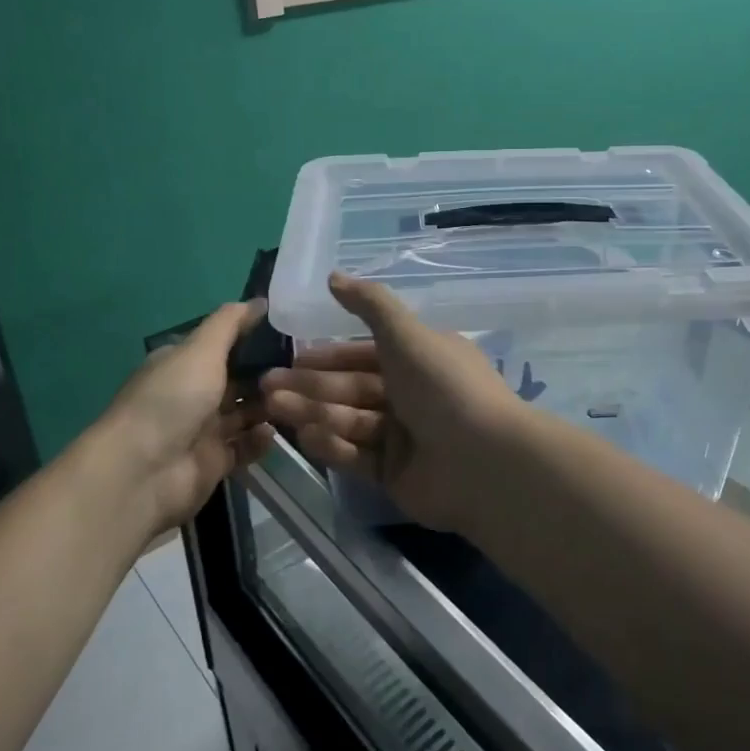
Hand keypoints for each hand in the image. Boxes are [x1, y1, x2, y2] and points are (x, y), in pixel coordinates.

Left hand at [73, 301, 273, 537]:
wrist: (143, 472)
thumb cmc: (172, 400)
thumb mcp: (201, 349)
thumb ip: (230, 323)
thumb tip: (260, 301)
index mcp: (184, 364)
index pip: (224, 345)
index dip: (255, 338)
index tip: (292, 333)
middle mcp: (193, 394)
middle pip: (238, 379)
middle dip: (268, 374)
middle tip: (304, 368)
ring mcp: (203, 430)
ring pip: (245, 413)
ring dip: (268, 406)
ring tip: (296, 398)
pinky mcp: (214, 462)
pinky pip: (245, 447)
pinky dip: (260, 440)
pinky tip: (273, 432)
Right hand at [260, 274, 520, 531]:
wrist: (483, 461)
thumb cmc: (443, 386)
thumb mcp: (406, 334)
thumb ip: (369, 305)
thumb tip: (333, 276)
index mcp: (420, 358)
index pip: (365, 354)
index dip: (328, 356)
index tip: (291, 358)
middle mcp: (412, 395)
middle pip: (351, 388)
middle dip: (309, 386)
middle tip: (266, 386)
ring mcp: (404, 437)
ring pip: (349, 419)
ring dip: (312, 412)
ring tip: (273, 408)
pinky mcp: (395, 474)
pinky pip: (357, 455)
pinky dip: (333, 445)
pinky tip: (307, 436)